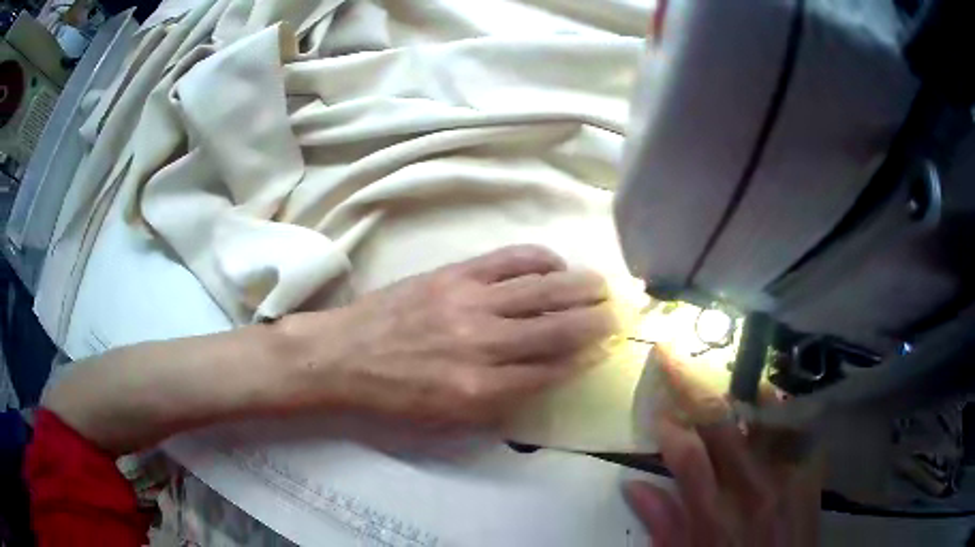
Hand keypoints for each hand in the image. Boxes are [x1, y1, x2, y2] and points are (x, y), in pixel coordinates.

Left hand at [286, 245, 616, 426]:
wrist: (343, 356)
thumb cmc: (392, 396)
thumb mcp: (446, 421)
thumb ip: (497, 404)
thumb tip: (541, 380)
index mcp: (480, 390)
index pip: (551, 371)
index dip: (585, 358)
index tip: (605, 348)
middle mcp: (483, 345)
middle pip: (557, 329)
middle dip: (595, 321)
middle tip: (618, 313)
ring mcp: (470, 303)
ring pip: (541, 291)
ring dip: (579, 286)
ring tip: (601, 284)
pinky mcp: (455, 275)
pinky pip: (509, 260)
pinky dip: (540, 259)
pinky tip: (554, 263)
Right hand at [624, 347, 821, 546]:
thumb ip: (663, 525)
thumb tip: (633, 486)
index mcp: (715, 516)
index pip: (687, 456)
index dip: (667, 425)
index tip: (655, 408)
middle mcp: (752, 488)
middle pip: (721, 424)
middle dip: (691, 385)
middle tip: (671, 356)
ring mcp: (787, 475)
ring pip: (763, 414)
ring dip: (738, 387)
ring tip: (719, 366)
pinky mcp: (811, 472)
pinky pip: (797, 426)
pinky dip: (780, 405)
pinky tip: (768, 393)